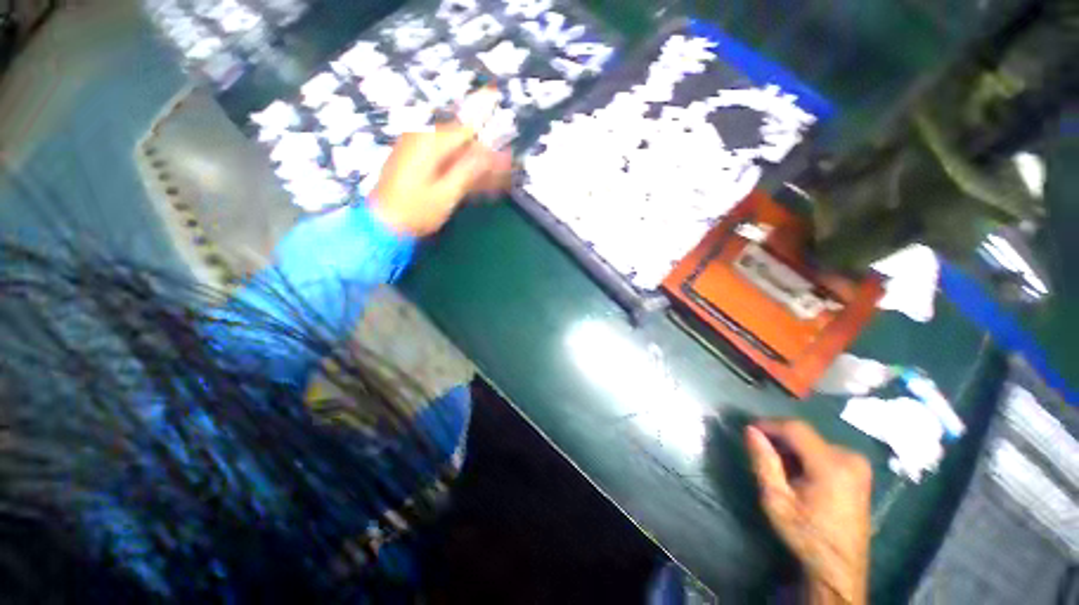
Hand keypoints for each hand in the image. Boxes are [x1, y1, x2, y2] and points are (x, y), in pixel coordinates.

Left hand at [371, 124, 511, 236]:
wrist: (384, 225)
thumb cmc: (415, 210)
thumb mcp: (446, 193)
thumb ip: (469, 171)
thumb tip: (490, 153)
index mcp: (429, 144)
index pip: (464, 125)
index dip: (483, 116)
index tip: (497, 103)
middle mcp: (424, 141)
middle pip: (462, 140)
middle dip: (486, 151)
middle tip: (507, 165)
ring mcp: (420, 154)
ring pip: (456, 153)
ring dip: (477, 164)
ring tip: (499, 178)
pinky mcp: (418, 166)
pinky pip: (446, 162)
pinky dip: (463, 171)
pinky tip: (479, 183)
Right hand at [745, 420, 871, 604]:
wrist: (840, 567)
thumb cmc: (806, 534)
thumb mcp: (776, 500)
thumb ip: (764, 461)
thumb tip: (751, 430)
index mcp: (831, 465)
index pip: (795, 428)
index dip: (769, 424)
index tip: (749, 430)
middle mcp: (849, 458)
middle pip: (805, 435)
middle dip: (780, 439)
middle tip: (761, 453)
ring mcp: (858, 464)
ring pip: (813, 441)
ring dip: (792, 448)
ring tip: (777, 466)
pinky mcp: (859, 472)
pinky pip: (824, 451)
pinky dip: (806, 455)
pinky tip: (797, 472)